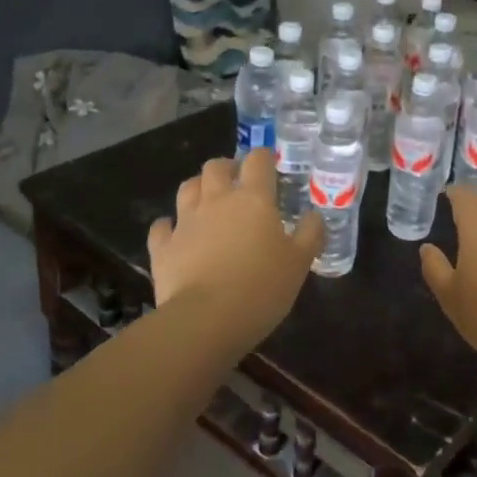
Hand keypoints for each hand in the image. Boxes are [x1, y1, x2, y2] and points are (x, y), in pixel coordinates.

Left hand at [147, 150, 322, 355]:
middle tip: (237, 181)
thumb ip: (310, 234)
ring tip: (208, 200)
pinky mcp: (163, 247)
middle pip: (216, 167)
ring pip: (187, 188)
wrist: (206, 319)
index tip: (270, 164)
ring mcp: (185, 222)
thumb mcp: (299, 263)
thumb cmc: (261, 288)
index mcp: (253, 199)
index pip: (258, 161)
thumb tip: (315, 215)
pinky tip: (174, 232)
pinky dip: (168, 225)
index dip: (264, 157)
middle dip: (227, 167)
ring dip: (198, 188)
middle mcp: (217, 201)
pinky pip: (162, 226)